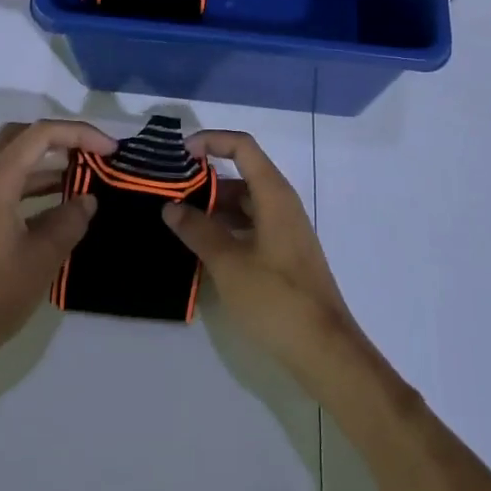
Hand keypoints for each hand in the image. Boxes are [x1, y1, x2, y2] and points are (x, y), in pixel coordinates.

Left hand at [0, 119, 114, 371]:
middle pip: (22, 136)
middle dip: (61, 138)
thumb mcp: (43, 256)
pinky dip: (36, 185)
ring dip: (49, 162)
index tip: (111, 151)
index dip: (80, 134)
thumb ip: (70, 221)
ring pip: (15, 161)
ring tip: (84, 177)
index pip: (42, 134)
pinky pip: (10, 186)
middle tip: (91, 153)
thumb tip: (87, 200)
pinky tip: (60, 206)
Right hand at [162, 130, 356, 373]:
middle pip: (241, 174)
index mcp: (274, 195)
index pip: (242, 147)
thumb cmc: (276, 298)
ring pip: (243, 203)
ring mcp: (284, 230)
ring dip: (212, 206)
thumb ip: (198, 230)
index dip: (211, 141)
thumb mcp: (229, 263)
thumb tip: (171, 207)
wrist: (323, 349)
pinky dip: (225, 228)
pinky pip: (249, 226)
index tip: (180, 153)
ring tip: (175, 219)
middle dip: (204, 179)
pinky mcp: (283, 254)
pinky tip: (200, 247)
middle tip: (167, 191)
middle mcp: (281, 204)